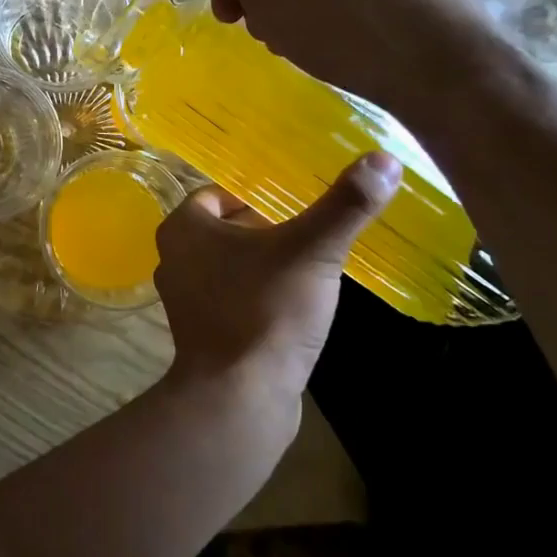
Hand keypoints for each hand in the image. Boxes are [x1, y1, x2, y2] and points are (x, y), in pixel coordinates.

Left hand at [155, 152, 401, 394]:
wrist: (239, 397)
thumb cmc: (265, 310)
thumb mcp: (311, 251)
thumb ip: (344, 206)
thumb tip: (383, 159)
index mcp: (183, 228)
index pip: (219, 194)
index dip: (256, 195)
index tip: (295, 201)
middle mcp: (173, 258)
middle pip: (224, 229)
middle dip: (264, 229)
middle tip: (309, 231)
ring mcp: (184, 299)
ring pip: (227, 265)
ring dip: (262, 263)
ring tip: (308, 266)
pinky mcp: (200, 332)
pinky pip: (231, 298)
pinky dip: (257, 295)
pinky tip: (293, 306)